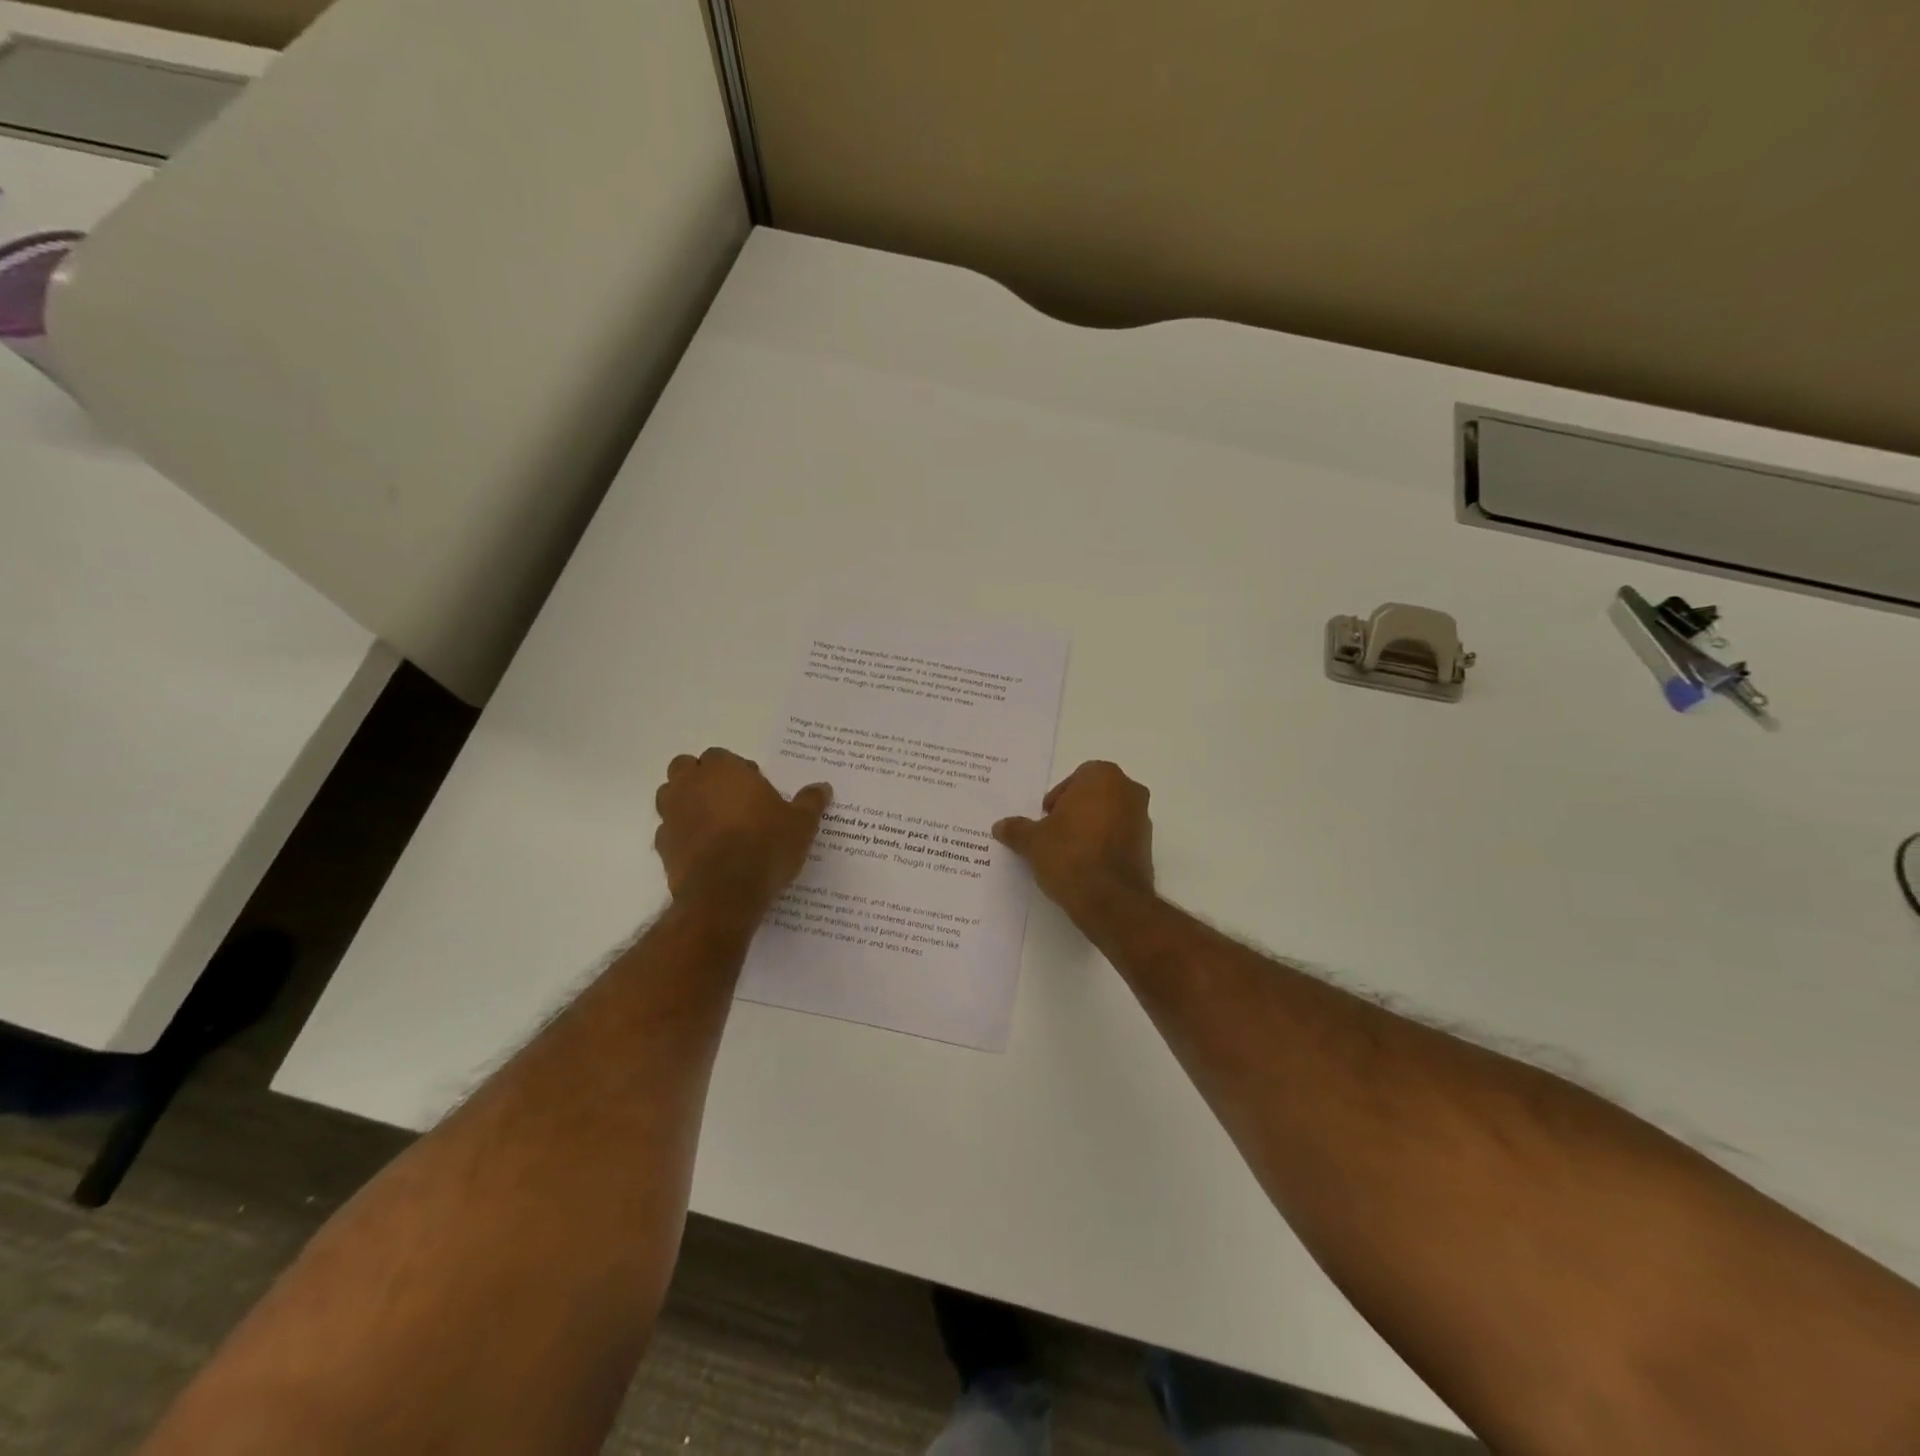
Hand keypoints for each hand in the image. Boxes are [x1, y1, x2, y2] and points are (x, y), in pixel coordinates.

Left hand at [654, 748, 830, 911]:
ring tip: (714, 823)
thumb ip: (810, 802)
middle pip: (686, 768)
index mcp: (723, 770)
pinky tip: (704, 850)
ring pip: (670, 796)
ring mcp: (671, 815)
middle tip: (730, 800)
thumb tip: (823, 787)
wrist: (725, 892)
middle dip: (703, 779)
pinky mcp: (662, 845)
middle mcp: (691, 785)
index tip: (755, 789)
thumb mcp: (801, 824)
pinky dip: (682, 834)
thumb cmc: (766, 845)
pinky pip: (669, 831)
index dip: (737, 770)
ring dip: (687, 802)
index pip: (720, 756)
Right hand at [993, 761, 1154, 922]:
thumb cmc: (1070, 855)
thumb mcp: (1033, 841)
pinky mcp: (1148, 846)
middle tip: (1054, 834)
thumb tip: (1000, 826)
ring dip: (1091, 827)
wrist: (1110, 900)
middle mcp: (1129, 791)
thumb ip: (1017, 829)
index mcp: (1103, 777)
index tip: (1046, 819)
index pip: (1075, 778)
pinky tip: (1086, 865)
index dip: (1058, 798)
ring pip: (1110, 815)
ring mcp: (1143, 819)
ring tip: (1069, 853)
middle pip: (1094, 795)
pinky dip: (1105, 845)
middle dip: (1075, 810)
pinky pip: (1120, 837)